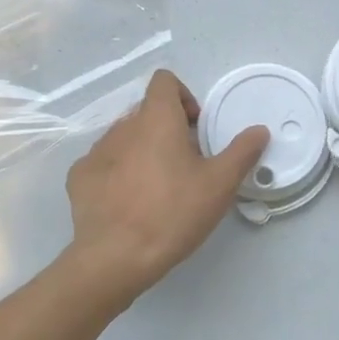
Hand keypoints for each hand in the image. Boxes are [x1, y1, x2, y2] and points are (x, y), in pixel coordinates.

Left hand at [60, 70, 268, 309]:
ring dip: (142, 151)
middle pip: (146, 112)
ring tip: (156, 188)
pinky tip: (128, 202)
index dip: (183, 97)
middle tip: (185, 165)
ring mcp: (95, 152)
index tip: (196, 129)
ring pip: (124, 138)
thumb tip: (259, 130)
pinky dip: (117, 173)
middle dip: (167, 129)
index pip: (164, 81)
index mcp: (155, 119)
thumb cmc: (172, 213)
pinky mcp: (79, 178)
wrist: (115, 258)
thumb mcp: (219, 185)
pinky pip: (103, 163)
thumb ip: (241, 152)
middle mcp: (122, 127)